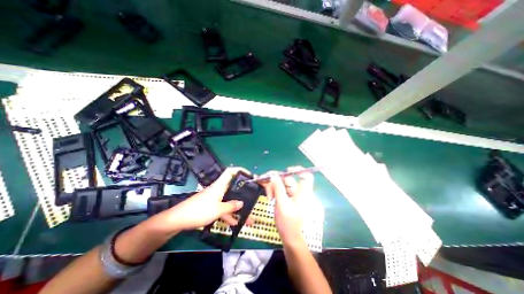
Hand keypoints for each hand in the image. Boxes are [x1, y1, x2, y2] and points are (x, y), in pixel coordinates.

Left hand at [152, 168, 248, 233]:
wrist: (178, 220)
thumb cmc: (199, 211)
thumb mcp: (218, 210)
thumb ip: (231, 206)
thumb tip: (242, 203)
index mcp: (220, 186)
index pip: (230, 172)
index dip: (240, 170)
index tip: (249, 174)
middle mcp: (218, 189)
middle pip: (232, 187)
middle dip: (242, 190)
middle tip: (252, 194)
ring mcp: (214, 198)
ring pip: (229, 200)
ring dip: (237, 207)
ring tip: (247, 216)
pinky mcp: (210, 206)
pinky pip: (223, 208)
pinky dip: (228, 214)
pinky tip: (234, 223)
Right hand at [262, 166, 314, 246]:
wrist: (288, 236)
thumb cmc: (288, 223)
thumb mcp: (282, 205)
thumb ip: (278, 189)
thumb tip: (273, 175)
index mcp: (303, 192)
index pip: (306, 176)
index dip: (299, 170)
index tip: (287, 170)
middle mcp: (298, 191)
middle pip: (288, 178)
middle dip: (276, 180)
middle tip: (267, 184)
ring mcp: (291, 193)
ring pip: (281, 182)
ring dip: (273, 187)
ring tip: (269, 197)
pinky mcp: (285, 196)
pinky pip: (278, 188)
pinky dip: (273, 190)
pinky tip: (269, 196)